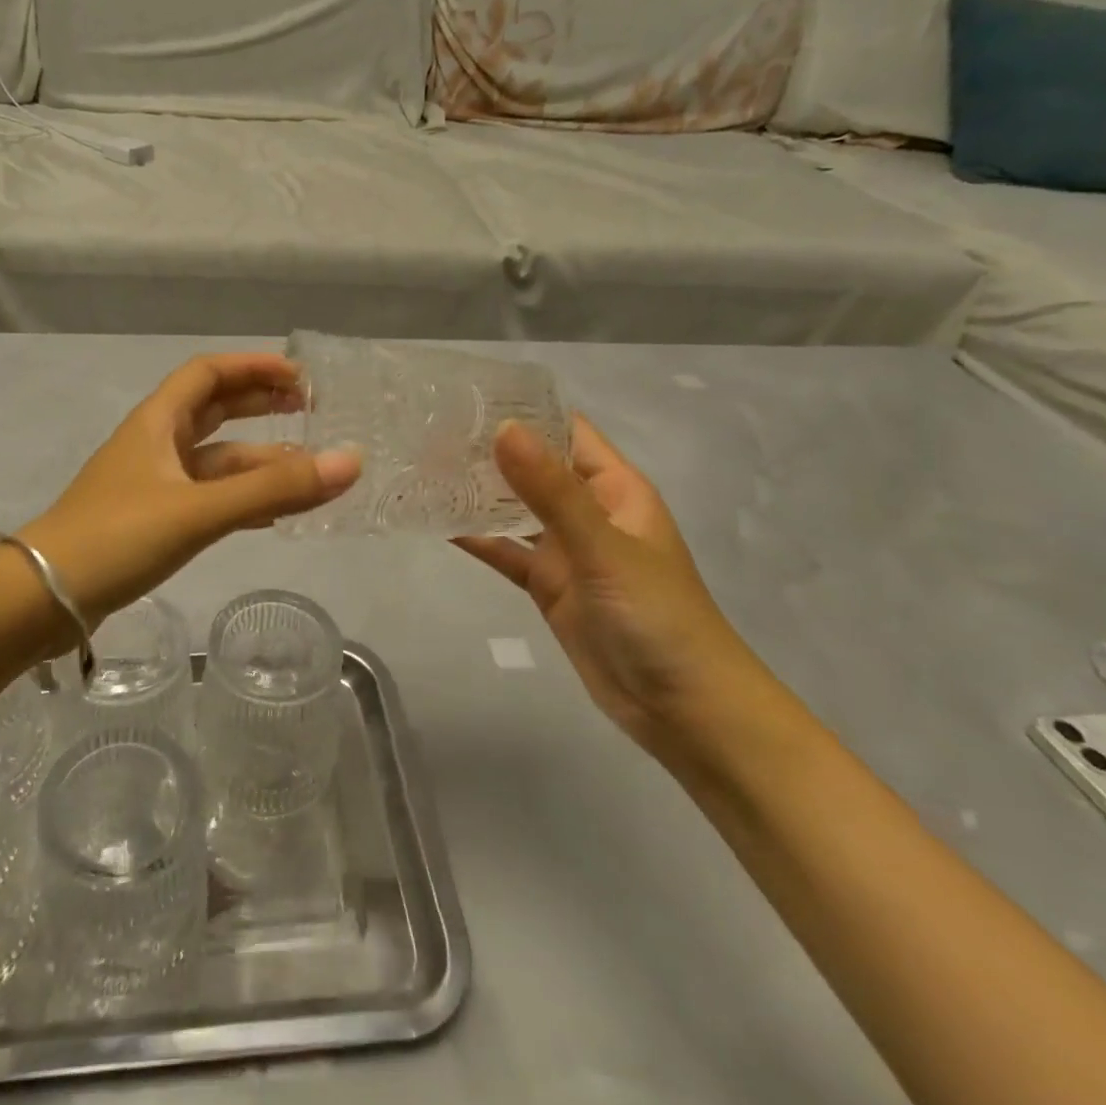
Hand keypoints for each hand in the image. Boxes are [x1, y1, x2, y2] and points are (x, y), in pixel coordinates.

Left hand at [19, 354, 359, 639]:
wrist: (42, 598)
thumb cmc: (117, 537)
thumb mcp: (199, 510)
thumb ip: (273, 489)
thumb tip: (350, 461)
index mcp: (157, 423)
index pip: (208, 374)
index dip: (253, 367)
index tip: (300, 377)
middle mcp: (154, 445)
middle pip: (213, 411)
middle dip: (259, 406)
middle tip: (309, 411)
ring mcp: (151, 485)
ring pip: (213, 462)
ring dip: (257, 461)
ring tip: (307, 470)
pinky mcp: (151, 522)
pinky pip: (206, 499)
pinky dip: (239, 499)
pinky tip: (271, 514)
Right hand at [456, 418, 775, 753]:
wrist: (682, 707)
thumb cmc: (656, 615)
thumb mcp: (603, 547)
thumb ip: (551, 491)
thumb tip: (502, 429)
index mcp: (614, 488)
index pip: (566, 431)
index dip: (524, 410)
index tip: (467, 396)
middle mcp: (588, 510)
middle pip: (533, 467)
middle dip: (488, 450)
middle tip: (428, 431)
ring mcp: (566, 549)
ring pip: (515, 508)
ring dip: (477, 491)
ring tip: (423, 467)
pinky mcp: (548, 584)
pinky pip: (506, 551)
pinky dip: (476, 538)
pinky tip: (435, 522)